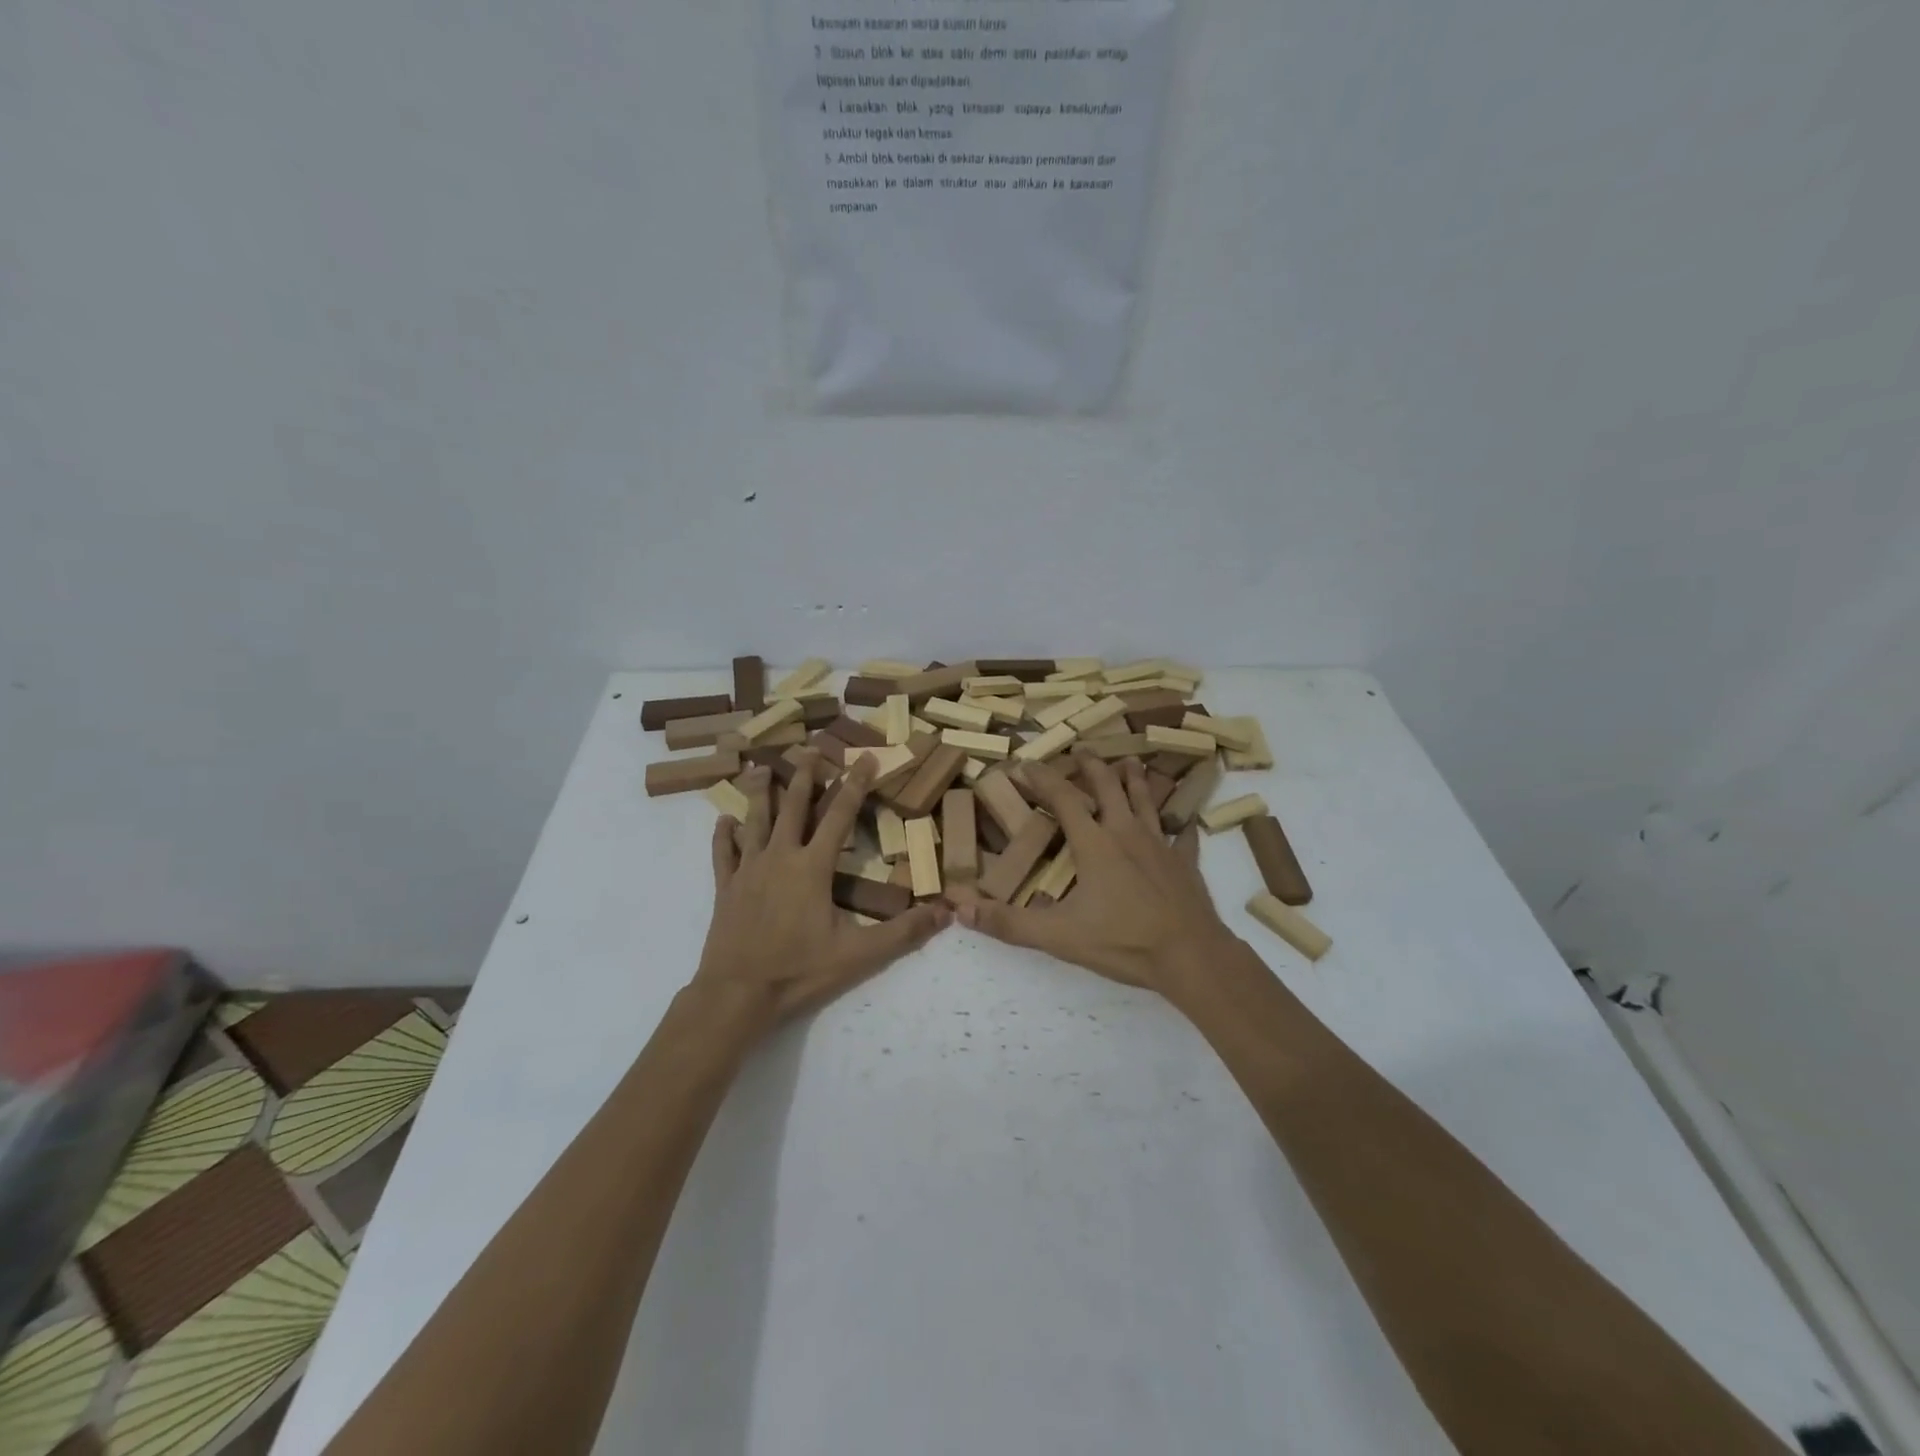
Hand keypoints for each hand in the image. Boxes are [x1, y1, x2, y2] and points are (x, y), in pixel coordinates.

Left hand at [691, 753, 948, 1032]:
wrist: (737, 994)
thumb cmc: (799, 970)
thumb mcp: (859, 955)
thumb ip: (903, 932)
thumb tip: (946, 913)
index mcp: (813, 867)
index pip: (839, 815)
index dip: (855, 784)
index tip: (865, 758)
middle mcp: (780, 857)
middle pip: (793, 806)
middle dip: (803, 775)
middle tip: (808, 749)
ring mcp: (748, 870)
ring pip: (755, 821)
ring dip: (760, 794)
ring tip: (759, 769)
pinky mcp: (725, 888)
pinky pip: (723, 853)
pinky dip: (723, 835)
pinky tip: (723, 820)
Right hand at [952, 753, 1239, 997]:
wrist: (1191, 956)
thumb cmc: (1123, 941)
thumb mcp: (1059, 936)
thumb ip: (1010, 923)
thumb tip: (961, 911)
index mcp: (1095, 844)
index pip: (1064, 800)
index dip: (1043, 779)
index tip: (1025, 764)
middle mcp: (1127, 833)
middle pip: (1109, 787)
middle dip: (1092, 766)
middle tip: (1081, 750)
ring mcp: (1161, 845)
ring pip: (1146, 801)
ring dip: (1135, 780)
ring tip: (1130, 762)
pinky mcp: (1185, 863)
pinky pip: (1182, 837)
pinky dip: (1180, 827)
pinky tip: (1184, 826)